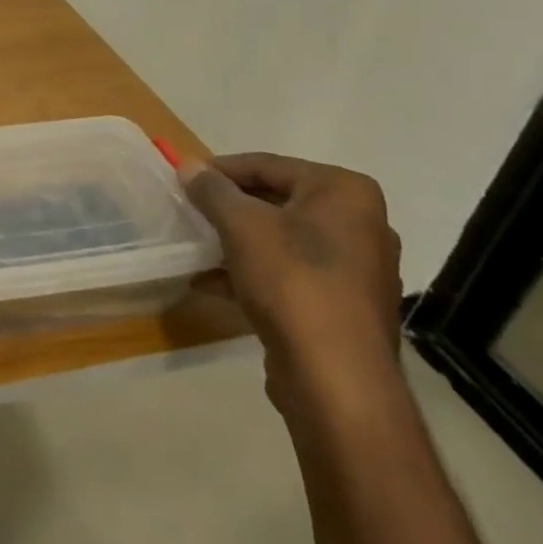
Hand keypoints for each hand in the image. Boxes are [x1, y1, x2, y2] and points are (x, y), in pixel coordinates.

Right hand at [182, 153, 403, 425]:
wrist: (336, 378)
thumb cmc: (293, 282)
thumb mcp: (241, 226)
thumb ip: (212, 191)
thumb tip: (189, 165)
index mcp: (345, 193)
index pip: (269, 165)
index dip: (220, 170)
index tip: (182, 178)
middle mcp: (359, 223)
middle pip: (277, 201)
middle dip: (228, 207)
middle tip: (187, 210)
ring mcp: (355, 268)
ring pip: (280, 240)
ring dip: (235, 241)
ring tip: (193, 244)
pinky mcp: (342, 304)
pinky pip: (288, 273)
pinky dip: (251, 271)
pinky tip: (209, 282)